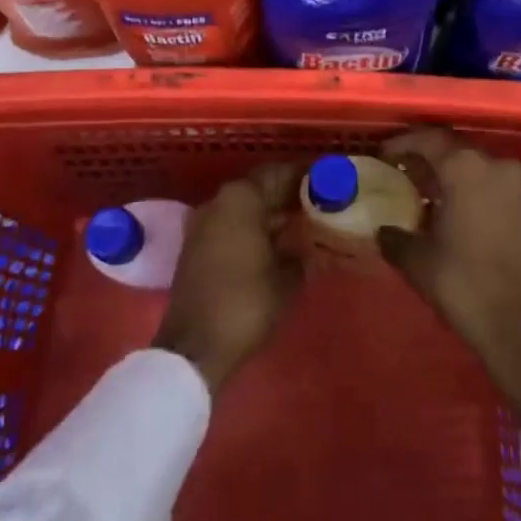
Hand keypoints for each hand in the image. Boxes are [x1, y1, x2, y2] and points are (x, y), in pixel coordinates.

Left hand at [153, 162, 303, 393]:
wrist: (196, 347)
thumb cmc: (247, 302)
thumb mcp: (288, 277)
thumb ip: (302, 250)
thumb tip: (311, 242)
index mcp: (241, 197)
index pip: (277, 173)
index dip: (302, 175)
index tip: (325, 178)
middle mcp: (219, 201)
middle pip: (259, 188)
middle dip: (287, 195)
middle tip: (318, 202)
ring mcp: (204, 223)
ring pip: (245, 208)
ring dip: (270, 213)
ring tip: (302, 224)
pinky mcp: (196, 247)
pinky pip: (232, 225)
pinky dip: (253, 228)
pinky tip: (276, 244)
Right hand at [379, 128, 520, 423]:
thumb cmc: (466, 285)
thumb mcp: (420, 263)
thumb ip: (395, 239)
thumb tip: (382, 232)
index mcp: (464, 167)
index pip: (428, 139)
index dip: (402, 143)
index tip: (383, 154)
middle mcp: (494, 164)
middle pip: (453, 148)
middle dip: (426, 156)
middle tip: (402, 170)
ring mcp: (517, 184)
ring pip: (475, 165)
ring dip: (450, 173)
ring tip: (425, 192)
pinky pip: (492, 183)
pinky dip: (471, 187)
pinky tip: (453, 210)